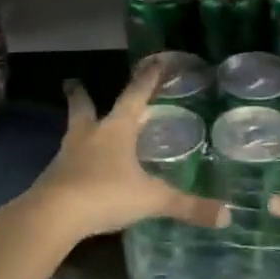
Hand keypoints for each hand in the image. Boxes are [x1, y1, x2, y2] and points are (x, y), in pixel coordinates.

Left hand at [22, 55, 227, 245]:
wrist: (52, 217)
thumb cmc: (105, 194)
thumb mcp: (152, 199)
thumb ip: (188, 206)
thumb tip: (227, 216)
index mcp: (116, 130)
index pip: (135, 96)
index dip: (147, 79)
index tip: (153, 61)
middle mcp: (89, 136)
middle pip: (84, 108)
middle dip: (82, 95)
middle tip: (74, 82)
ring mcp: (67, 157)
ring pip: (73, 134)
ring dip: (78, 127)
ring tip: (81, 127)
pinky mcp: (53, 179)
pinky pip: (67, 163)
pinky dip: (75, 160)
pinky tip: (80, 169)